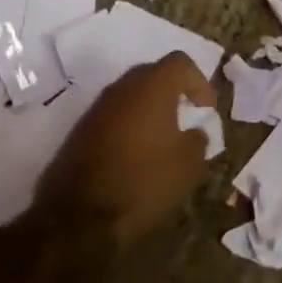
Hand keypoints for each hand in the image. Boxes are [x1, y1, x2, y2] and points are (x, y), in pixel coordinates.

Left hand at [49, 53, 215, 245]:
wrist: (77, 220)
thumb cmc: (143, 182)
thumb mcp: (189, 165)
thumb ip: (198, 139)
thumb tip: (193, 132)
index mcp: (152, 86)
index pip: (180, 63)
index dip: (199, 83)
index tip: (204, 112)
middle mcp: (121, 88)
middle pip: (153, 75)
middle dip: (173, 93)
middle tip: (184, 120)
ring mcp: (95, 109)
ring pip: (130, 97)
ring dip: (148, 111)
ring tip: (160, 142)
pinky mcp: (78, 133)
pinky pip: (112, 118)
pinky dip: (127, 129)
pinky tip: (134, 158)